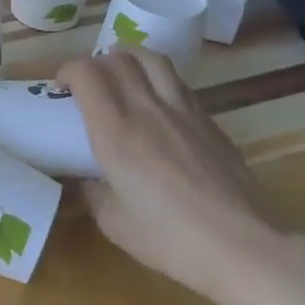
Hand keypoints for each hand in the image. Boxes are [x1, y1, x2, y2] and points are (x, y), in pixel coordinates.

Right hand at [58, 50, 283, 302]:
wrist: (243, 246)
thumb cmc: (170, 238)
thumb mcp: (113, 222)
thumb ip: (92, 192)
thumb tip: (83, 178)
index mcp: (115, 131)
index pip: (86, 73)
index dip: (68, 70)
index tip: (61, 87)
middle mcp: (147, 108)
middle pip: (118, 58)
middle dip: (95, 63)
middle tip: (88, 85)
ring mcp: (183, 110)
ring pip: (152, 59)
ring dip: (129, 58)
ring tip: (122, 75)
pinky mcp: (209, 120)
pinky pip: (177, 82)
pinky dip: (158, 79)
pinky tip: (157, 103)